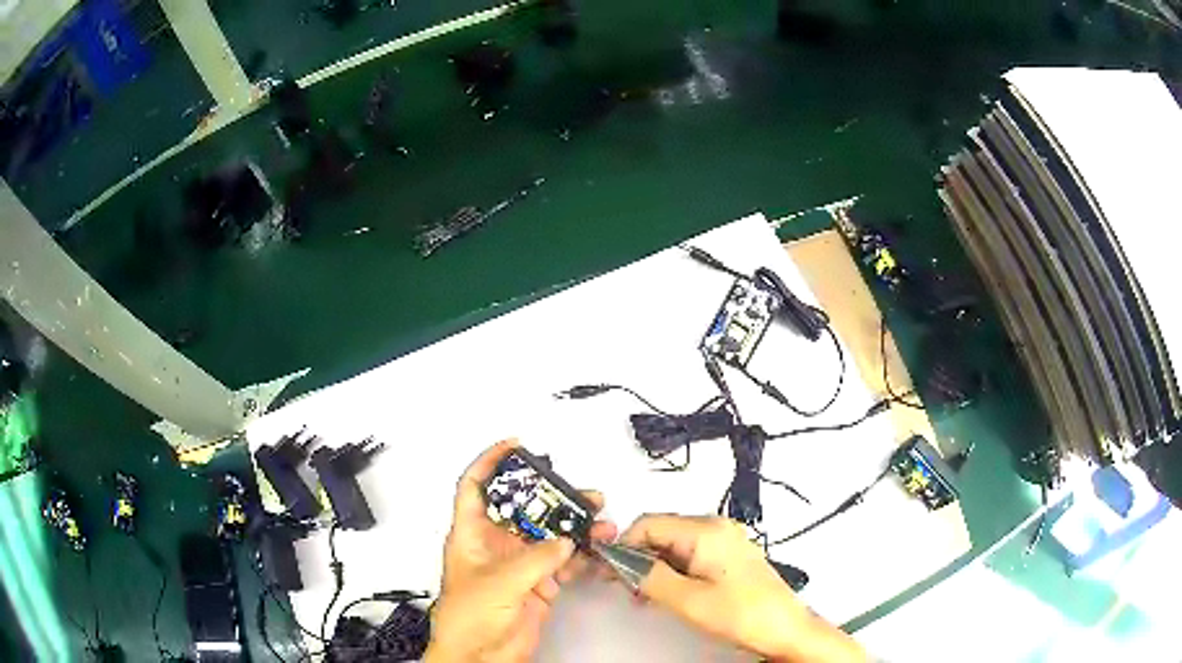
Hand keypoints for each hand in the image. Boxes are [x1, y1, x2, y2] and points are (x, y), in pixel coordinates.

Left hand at [425, 440, 616, 662]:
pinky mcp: (538, 584)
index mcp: (472, 535)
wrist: (482, 656)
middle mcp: (496, 545)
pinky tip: (594, 547)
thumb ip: (534, 559)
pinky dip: (580, 554)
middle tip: (574, 490)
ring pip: (548, 535)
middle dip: (549, 496)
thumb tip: (562, 541)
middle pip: (523, 509)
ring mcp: (519, 565)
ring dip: (572, 525)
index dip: (491, 463)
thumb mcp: (499, 581)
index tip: (514, 446)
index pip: (476, 487)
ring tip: (596, 518)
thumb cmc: (466, 620)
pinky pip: (562, 561)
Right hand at [621, 515, 866, 662]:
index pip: (648, 523)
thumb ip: (649, 576)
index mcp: (706, 530)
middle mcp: (716, 526)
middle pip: (662, 531)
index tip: (609, 571)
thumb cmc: (741, 614)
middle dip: (637, 556)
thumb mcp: (688, 600)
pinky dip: (672, 570)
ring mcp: (726, 539)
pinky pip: (691, 554)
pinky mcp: (730, 555)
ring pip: (674, 544)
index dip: (623, 545)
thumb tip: (619, 560)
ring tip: (643, 595)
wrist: (785, 629)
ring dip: (653, 566)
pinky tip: (666, 591)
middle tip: (624, 587)